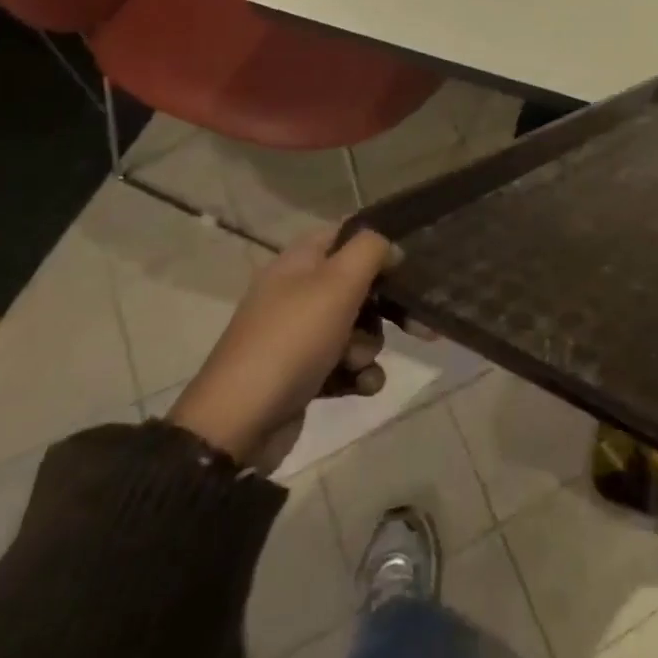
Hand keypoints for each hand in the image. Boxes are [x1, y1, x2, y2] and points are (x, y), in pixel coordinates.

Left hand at [168, 227, 393, 470]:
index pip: (344, 234)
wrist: (240, 423)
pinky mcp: (303, 375)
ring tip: (359, 363)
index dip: (377, 243)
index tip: (408, 262)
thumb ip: (371, 250)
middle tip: (417, 324)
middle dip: (387, 307)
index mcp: (298, 263)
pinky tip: (362, 386)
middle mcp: (297, 293)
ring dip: (370, 346)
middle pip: (357, 285)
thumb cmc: (292, 340)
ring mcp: (298, 336)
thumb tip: (390, 247)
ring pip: (356, 328)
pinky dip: (358, 375)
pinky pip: (345, 365)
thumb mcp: (337, 282)